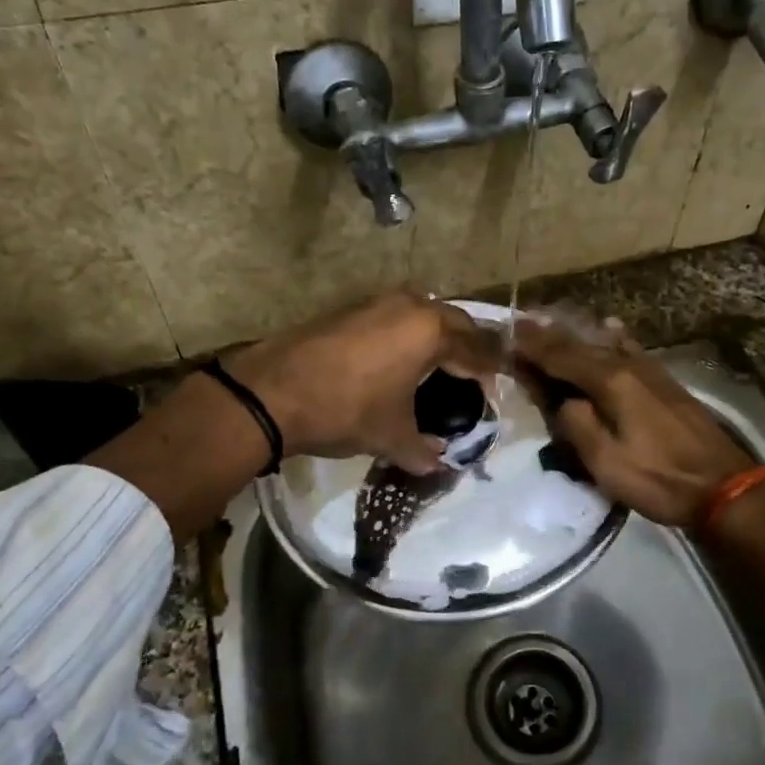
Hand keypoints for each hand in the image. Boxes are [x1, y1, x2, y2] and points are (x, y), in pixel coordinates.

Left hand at [226, 291, 501, 474]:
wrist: (270, 392)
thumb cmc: (345, 410)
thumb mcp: (390, 436)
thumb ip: (423, 450)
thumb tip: (439, 463)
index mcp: (430, 331)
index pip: (476, 349)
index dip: (488, 371)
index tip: (494, 390)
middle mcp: (409, 306)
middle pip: (454, 322)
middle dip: (468, 347)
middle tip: (473, 375)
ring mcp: (376, 302)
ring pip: (423, 314)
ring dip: (437, 336)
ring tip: (439, 366)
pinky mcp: (350, 308)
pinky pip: (395, 317)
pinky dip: (408, 334)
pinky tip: (399, 360)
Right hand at [512, 320, 755, 526]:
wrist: (723, 486)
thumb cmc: (659, 479)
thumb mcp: (607, 463)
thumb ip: (577, 426)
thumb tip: (564, 402)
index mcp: (611, 383)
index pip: (562, 357)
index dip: (534, 347)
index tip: (508, 334)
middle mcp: (629, 367)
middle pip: (582, 346)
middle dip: (549, 335)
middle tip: (521, 323)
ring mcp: (651, 372)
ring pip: (605, 344)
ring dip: (576, 335)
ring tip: (553, 324)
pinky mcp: (665, 383)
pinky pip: (630, 349)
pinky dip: (613, 337)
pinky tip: (611, 327)